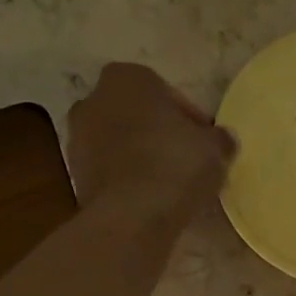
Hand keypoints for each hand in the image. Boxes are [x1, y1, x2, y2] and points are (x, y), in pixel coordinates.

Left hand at [68, 63, 237, 223]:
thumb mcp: (215, 148)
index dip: (188, 118)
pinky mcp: (74, 176)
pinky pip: (110, 171)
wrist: (131, 217)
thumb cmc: (175, 166)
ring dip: (140, 157)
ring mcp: (78, 139)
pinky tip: (149, 200)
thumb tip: (221, 140)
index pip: (166, 92)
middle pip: (137, 115)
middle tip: (185, 160)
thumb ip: (219, 138)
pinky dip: (126, 180)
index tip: (203, 142)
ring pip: (120, 143)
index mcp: (127, 78)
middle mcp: (94, 99)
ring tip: (168, 184)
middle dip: (158, 133)